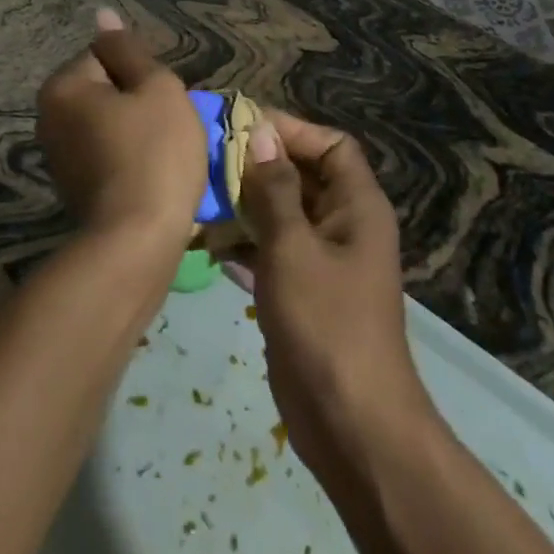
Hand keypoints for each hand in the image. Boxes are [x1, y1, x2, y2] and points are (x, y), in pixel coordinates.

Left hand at [35, 8, 208, 248]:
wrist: (137, 241)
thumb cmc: (154, 153)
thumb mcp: (156, 88)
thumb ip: (129, 49)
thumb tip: (103, 13)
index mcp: (62, 86)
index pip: (106, 55)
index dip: (141, 74)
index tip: (160, 102)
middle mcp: (48, 116)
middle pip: (104, 88)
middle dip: (136, 101)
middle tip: (165, 128)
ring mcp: (55, 154)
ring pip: (106, 121)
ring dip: (134, 130)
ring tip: (160, 154)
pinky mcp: (70, 185)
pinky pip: (104, 152)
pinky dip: (125, 157)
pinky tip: (147, 175)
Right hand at [234, 112, 429, 480]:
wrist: (351, 425)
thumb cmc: (326, 323)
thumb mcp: (293, 248)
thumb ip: (273, 188)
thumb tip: (259, 131)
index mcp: (356, 206)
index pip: (330, 144)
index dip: (290, 130)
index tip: (240, 127)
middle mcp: (343, 224)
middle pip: (300, 174)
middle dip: (256, 164)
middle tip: (205, 157)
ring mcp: (322, 259)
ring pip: (280, 211)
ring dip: (243, 202)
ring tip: (197, 194)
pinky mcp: (300, 289)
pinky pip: (270, 247)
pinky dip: (242, 240)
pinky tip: (205, 240)